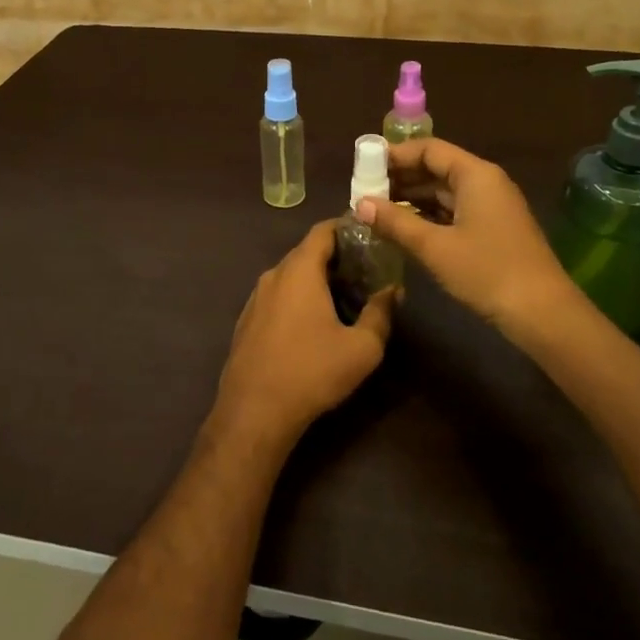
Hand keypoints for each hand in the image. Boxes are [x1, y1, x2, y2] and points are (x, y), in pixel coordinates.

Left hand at [214, 221, 396, 442]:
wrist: (254, 412)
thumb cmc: (312, 372)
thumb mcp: (362, 348)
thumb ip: (380, 313)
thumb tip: (392, 290)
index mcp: (299, 271)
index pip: (323, 231)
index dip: (347, 227)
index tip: (371, 235)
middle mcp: (273, 276)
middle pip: (307, 252)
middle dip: (337, 256)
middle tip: (367, 270)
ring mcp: (255, 298)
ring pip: (291, 276)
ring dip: (317, 279)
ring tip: (345, 296)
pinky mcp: (247, 321)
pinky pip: (278, 296)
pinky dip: (299, 297)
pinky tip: (314, 323)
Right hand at [355, 137, 580, 345]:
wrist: (542, 313)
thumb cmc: (487, 271)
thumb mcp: (434, 247)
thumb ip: (395, 222)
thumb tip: (359, 204)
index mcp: (475, 174)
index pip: (429, 149)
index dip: (395, 154)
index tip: (364, 167)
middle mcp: (485, 182)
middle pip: (436, 168)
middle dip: (400, 178)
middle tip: (364, 192)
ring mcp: (491, 207)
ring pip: (444, 192)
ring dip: (411, 198)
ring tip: (376, 211)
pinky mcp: (492, 230)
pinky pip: (453, 211)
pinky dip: (427, 215)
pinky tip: (403, 229)